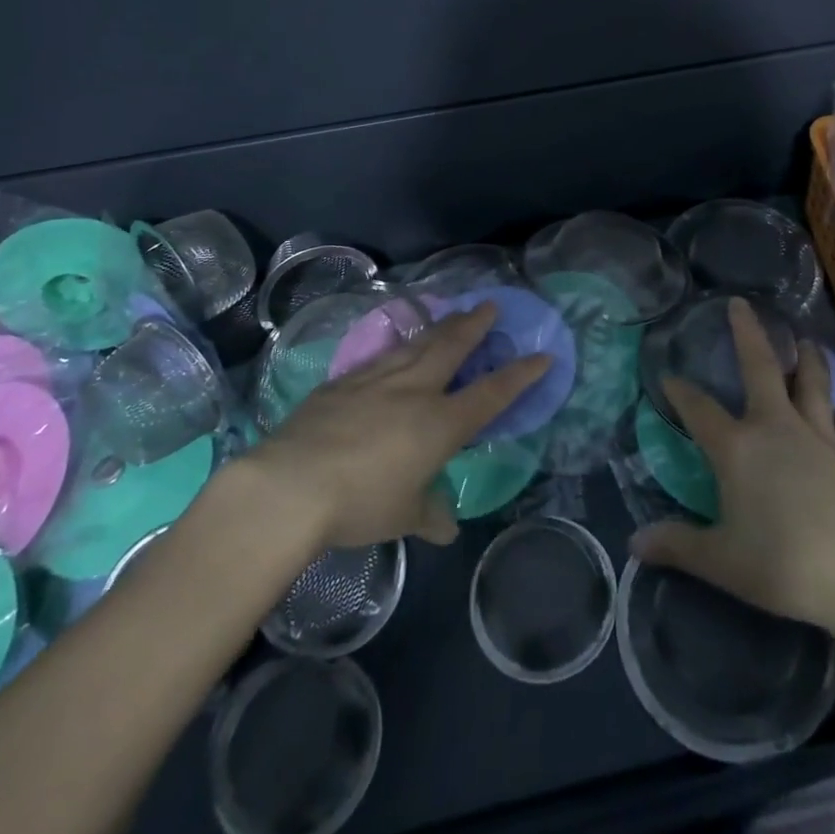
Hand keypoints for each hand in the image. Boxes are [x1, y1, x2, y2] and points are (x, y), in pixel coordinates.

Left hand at [243, 303, 548, 549]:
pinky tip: (396, 347)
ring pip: (417, 344)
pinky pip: (380, 357)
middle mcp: (414, 391)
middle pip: (452, 348)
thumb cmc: (359, 504)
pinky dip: (397, 347)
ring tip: (452, 315)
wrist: (291, 485)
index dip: (520, 375)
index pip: (491, 394)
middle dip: (475, 325)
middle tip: (490, 305)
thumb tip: (446, 528)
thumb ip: (428, 514)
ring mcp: (376, 380)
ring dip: (439, 327)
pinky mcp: (342, 382)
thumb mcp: (402, 516)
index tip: (543, 354)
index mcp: (440, 424)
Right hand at [631, 298, 834, 645]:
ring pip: (812, 382)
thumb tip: (634, 542)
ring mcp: (819, 436)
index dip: (680, 391)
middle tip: (740, 304)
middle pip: (761, 367)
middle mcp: (776, 427)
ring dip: (806, 359)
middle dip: (748, 333)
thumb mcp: (723, 562)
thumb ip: (678, 546)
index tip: (667, 376)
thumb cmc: (786, 566)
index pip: (699, 408)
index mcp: (738, 447)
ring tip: (806, 341)